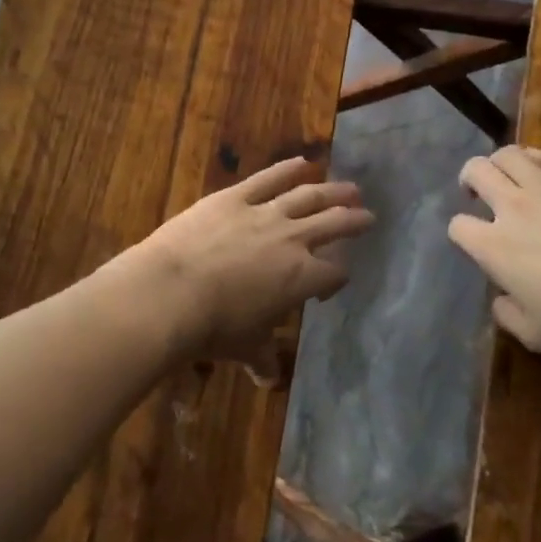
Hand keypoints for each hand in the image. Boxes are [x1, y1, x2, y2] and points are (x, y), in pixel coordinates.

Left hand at [110, 157, 374, 375]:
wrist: (172, 291)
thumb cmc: (213, 326)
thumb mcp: (244, 346)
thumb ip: (262, 358)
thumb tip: (268, 380)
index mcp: (301, 278)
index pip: (335, 273)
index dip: (338, 279)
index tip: (329, 286)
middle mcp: (292, 240)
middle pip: (333, 225)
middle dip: (354, 220)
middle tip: (369, 215)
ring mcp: (264, 213)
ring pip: (308, 196)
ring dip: (332, 191)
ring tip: (350, 188)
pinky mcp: (234, 197)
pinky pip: (267, 178)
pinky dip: (287, 168)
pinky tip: (302, 162)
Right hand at [447, 146, 540, 355]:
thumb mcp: (537, 336)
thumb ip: (508, 316)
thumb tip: (501, 301)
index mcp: (494, 247)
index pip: (459, 226)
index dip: (461, 232)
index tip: (473, 242)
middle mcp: (514, 208)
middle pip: (476, 172)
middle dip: (469, 179)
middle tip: (477, 191)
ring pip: (510, 155)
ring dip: (499, 161)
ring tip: (505, 173)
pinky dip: (536, 158)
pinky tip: (539, 167)